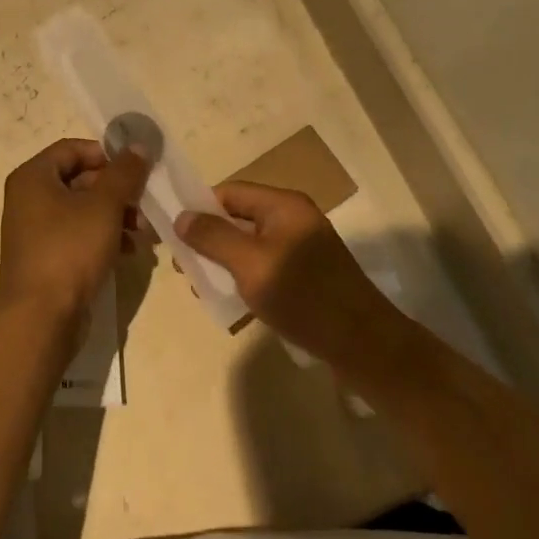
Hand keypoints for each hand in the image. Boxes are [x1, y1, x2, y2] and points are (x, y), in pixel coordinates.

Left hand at [0, 138, 151, 328]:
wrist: (40, 318)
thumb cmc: (69, 250)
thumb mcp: (103, 205)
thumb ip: (124, 172)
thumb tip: (139, 145)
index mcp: (33, 177)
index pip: (73, 149)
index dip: (107, 154)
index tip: (136, 170)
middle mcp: (30, 198)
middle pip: (80, 179)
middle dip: (117, 190)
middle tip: (146, 204)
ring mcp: (36, 230)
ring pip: (83, 209)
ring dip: (116, 215)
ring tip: (144, 232)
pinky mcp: (47, 257)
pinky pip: (79, 235)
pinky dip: (104, 237)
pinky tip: (129, 251)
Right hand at [176, 183, 397, 368]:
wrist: (365, 345)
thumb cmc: (304, 297)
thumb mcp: (251, 265)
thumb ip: (214, 238)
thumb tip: (181, 217)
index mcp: (283, 205)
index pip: (229, 193)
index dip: (199, 209)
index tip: (173, 235)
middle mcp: (293, 218)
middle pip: (239, 218)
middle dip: (209, 239)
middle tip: (183, 267)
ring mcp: (302, 246)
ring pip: (250, 244)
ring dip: (224, 261)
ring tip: (202, 286)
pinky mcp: (308, 274)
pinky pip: (265, 265)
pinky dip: (245, 276)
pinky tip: (232, 301)